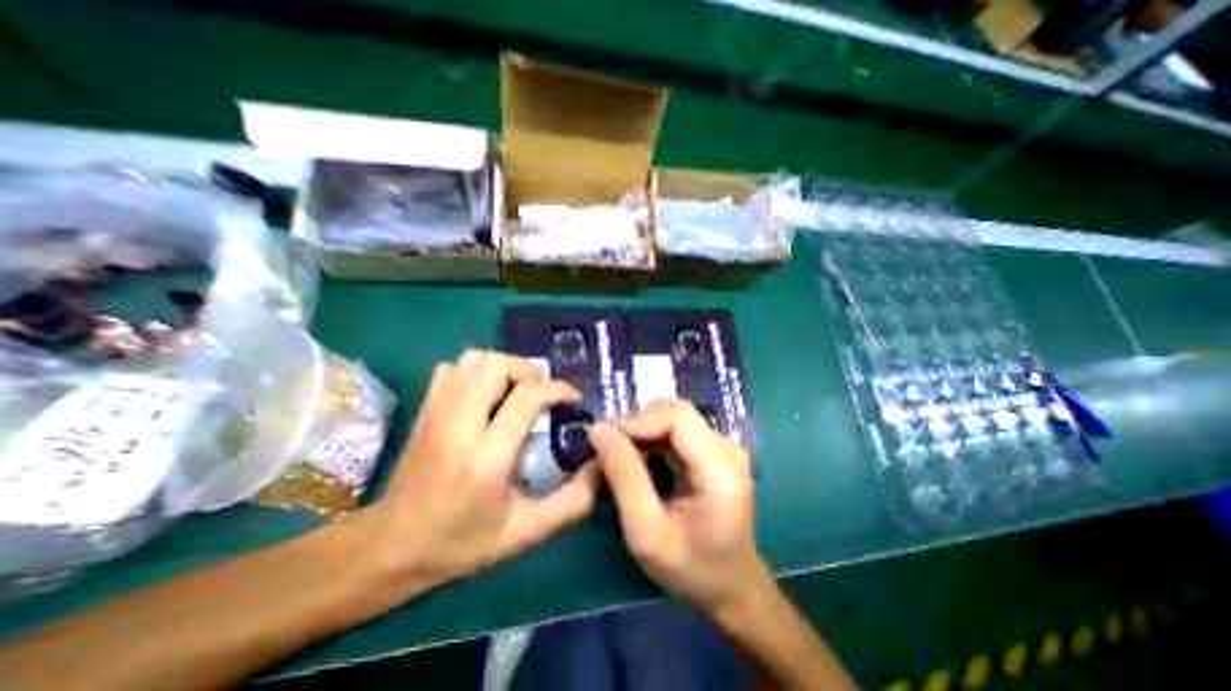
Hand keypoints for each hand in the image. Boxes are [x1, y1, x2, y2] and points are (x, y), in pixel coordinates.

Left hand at [357, 350, 602, 592]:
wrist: (389, 548)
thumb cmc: (461, 543)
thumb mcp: (525, 532)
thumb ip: (571, 503)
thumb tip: (600, 468)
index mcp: (486, 458)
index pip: (527, 398)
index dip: (558, 389)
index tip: (573, 399)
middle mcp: (459, 426)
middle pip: (496, 366)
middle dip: (528, 371)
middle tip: (540, 394)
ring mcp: (436, 413)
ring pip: (473, 360)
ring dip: (503, 367)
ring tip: (516, 391)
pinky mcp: (424, 409)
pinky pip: (452, 368)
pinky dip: (476, 371)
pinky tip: (485, 394)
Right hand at [591, 398, 772, 618]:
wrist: (731, 585)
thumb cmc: (690, 568)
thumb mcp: (646, 533)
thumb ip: (623, 478)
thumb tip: (598, 430)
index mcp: (721, 470)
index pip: (677, 417)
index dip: (637, 421)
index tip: (604, 440)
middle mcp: (728, 448)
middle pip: (674, 412)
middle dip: (636, 426)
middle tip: (608, 452)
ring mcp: (724, 446)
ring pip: (673, 418)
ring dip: (641, 433)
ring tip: (620, 460)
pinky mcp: (715, 450)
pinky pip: (676, 430)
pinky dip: (652, 440)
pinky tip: (640, 464)